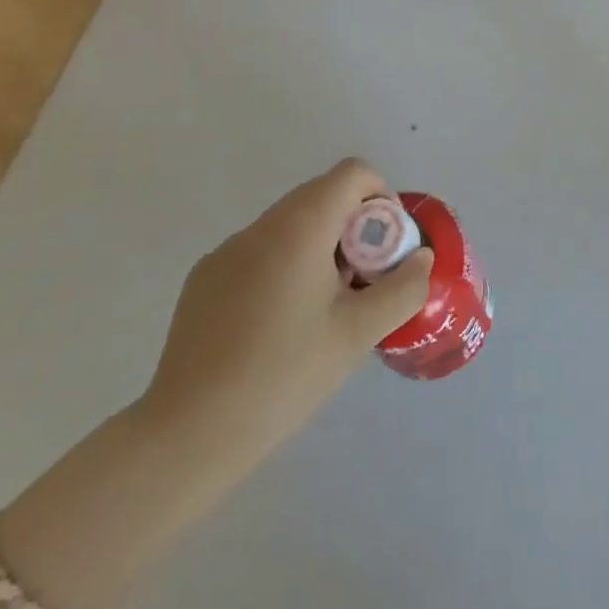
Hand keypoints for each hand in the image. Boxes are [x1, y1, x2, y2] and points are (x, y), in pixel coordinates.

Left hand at [132, 158, 433, 488]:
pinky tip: (277, 327)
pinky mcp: (204, 279)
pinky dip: (283, 267)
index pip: (353, 173)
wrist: (188, 435)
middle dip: (353, 227)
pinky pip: (258, 252)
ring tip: (322, 310)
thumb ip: (401, 289)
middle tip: (362, 283)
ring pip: (289, 225)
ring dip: (319, 247)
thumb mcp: (357, 335)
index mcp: (300, 226)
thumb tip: (420, 258)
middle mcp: (261, 225)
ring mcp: (226, 251)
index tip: (386, 247)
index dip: (381, 197)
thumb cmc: (283, 376)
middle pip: (322, 196)